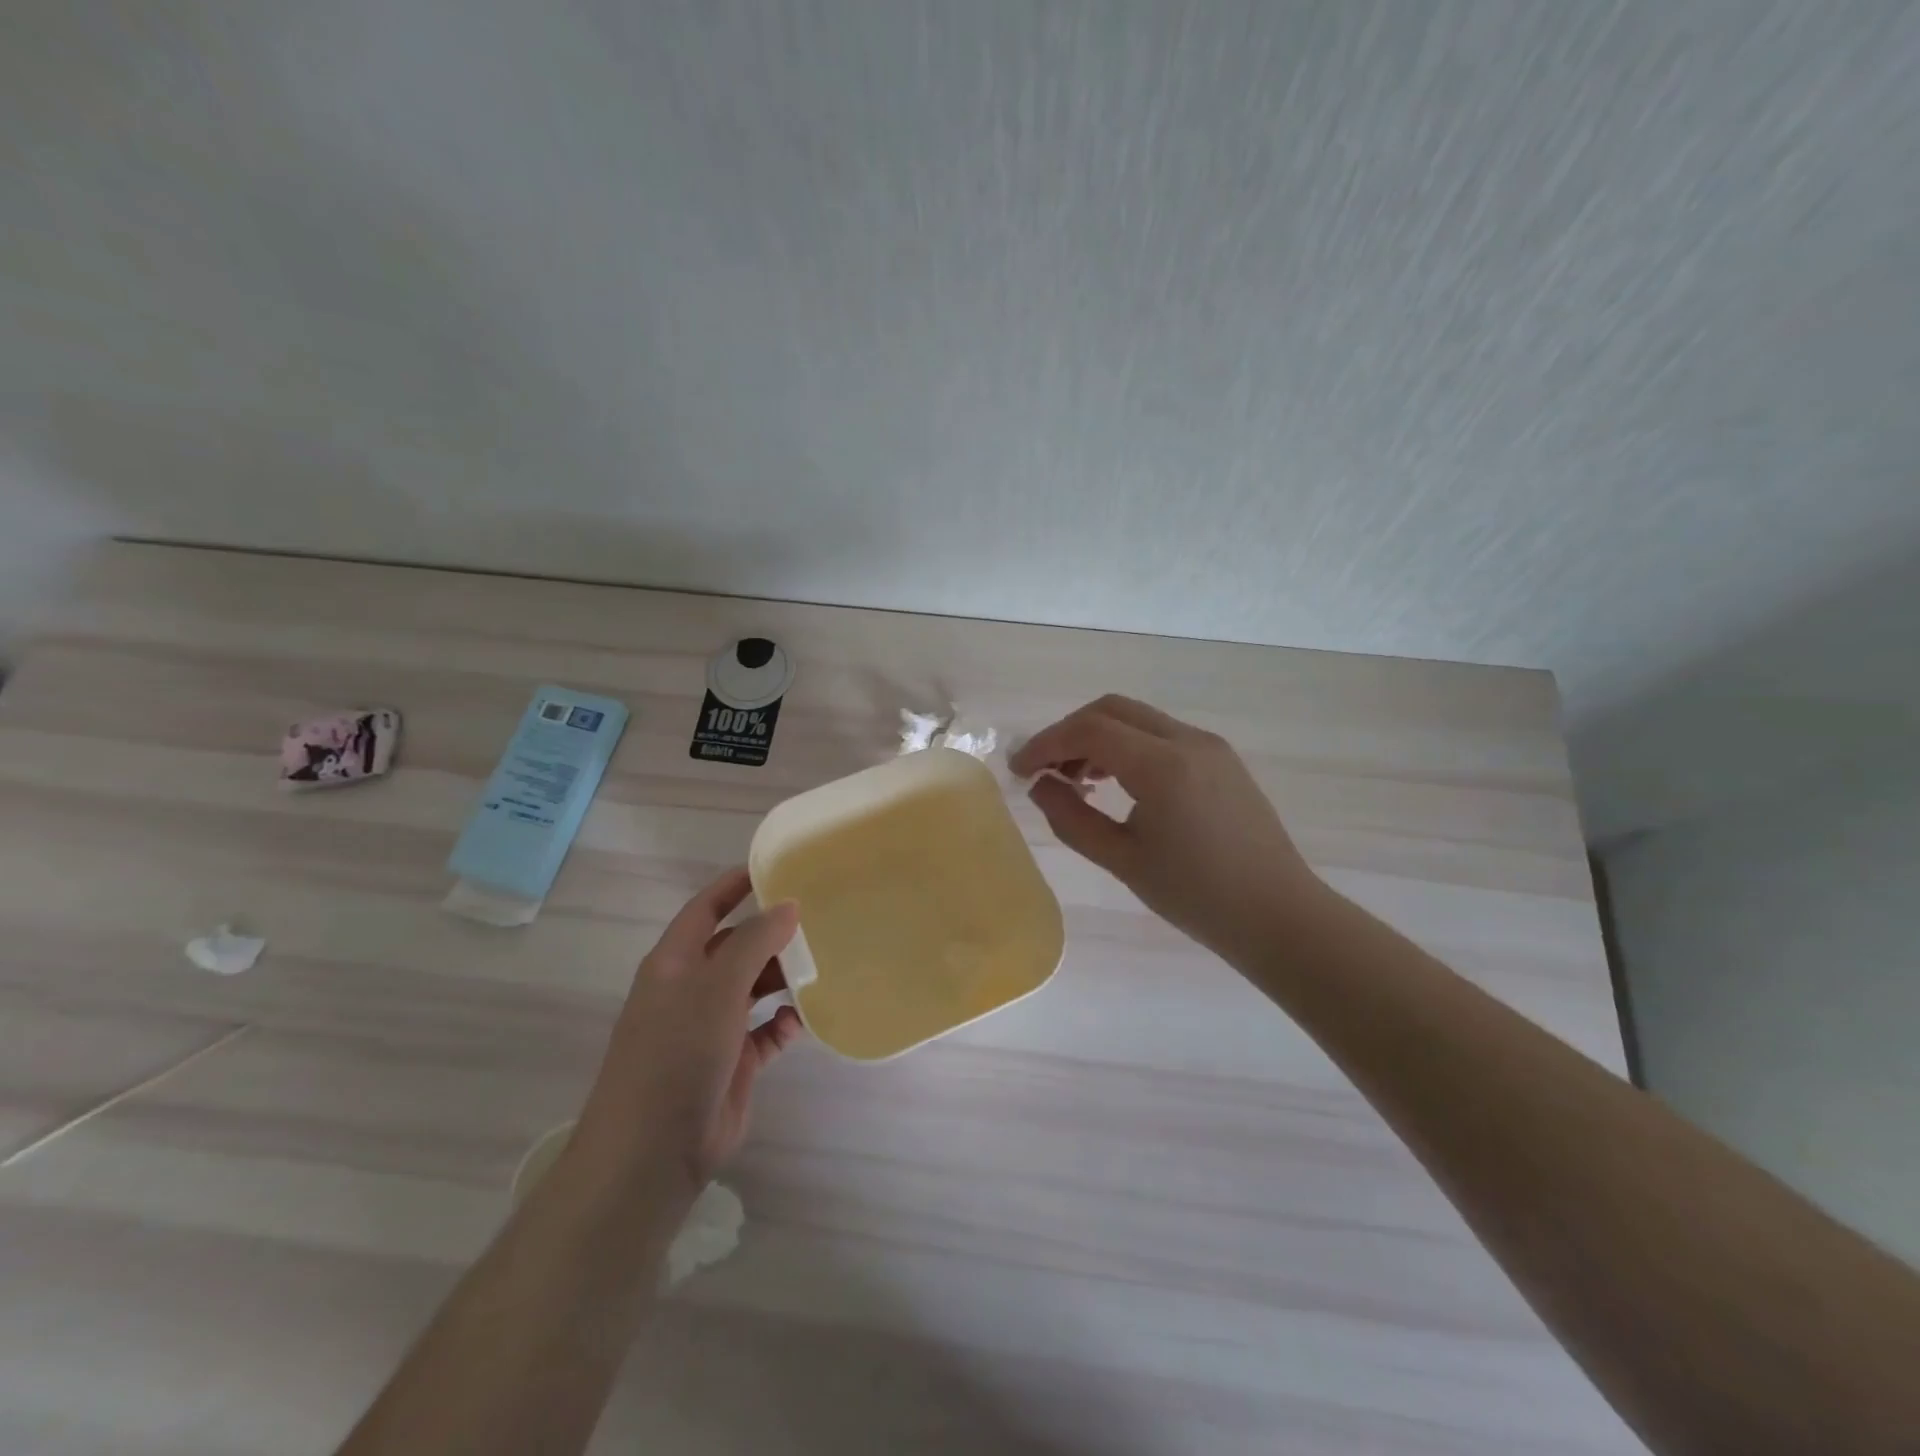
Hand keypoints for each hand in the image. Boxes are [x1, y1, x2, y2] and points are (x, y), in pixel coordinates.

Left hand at [577, 868, 804, 1193]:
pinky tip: (804, 1020)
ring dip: (783, 979)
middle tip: (818, 922)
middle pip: (737, 947)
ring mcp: (711, 1027)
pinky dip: (784, 1023)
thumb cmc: (677, 1053)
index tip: (775, 868)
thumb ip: (754, 942)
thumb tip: (788, 907)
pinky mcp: (732, 1062)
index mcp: (675, 963)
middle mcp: (692, 989)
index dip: (735, 885)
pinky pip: (765, 1031)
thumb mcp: (716, 987)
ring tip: (822, 967)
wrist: (653, 1151)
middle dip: (772, 935)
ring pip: (754, 988)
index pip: (706, 908)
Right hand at [1011, 695, 1327, 965]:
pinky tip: (1118, 783)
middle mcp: (1188, 740)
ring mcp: (1210, 746)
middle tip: (1045, 771)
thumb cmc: (1197, 896)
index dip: (1046, 744)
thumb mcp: (1123, 860)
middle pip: (1112, 710)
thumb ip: (1072, 819)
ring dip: (1100, 738)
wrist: (1280, 916)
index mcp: (1162, 765)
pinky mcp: (1222, 759)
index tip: (1018, 770)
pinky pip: (1162, 735)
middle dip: (1070, 733)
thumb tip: (1040, 786)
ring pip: (1138, 719)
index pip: (1089, 730)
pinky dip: (1129, 747)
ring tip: (1078, 782)